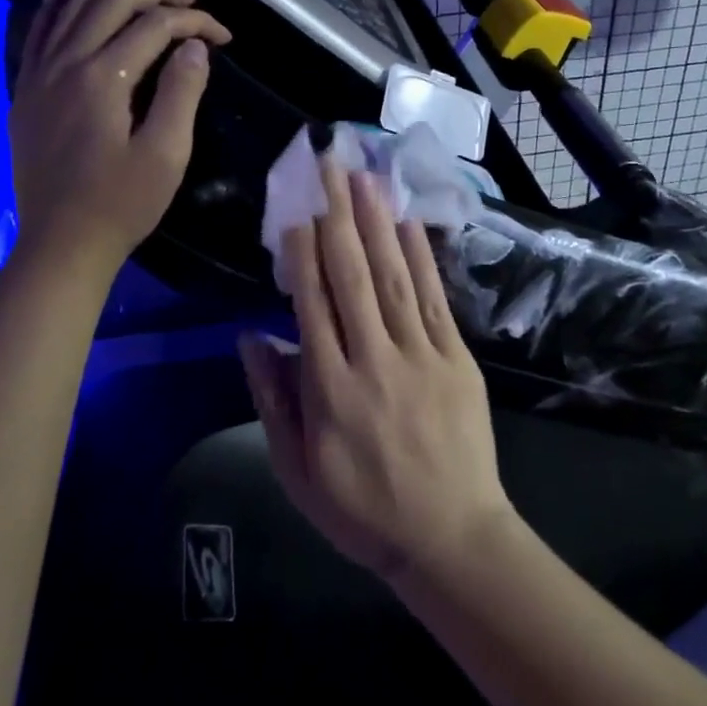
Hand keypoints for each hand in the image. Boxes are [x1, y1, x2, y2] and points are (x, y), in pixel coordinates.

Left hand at [8, 0, 229, 273]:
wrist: (61, 245)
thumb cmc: (121, 204)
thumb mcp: (166, 154)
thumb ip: (181, 92)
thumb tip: (194, 46)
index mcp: (103, 78)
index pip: (155, 26)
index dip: (195, 22)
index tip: (224, 37)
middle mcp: (66, 64)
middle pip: (111, 2)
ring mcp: (39, 76)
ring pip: (71, 8)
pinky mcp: (26, 93)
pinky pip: (38, 35)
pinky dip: (55, 7)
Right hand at [240, 159, 509, 581]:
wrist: (450, 538)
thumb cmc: (362, 510)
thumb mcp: (297, 470)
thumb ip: (273, 400)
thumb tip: (251, 336)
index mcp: (329, 389)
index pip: (311, 304)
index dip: (302, 252)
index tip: (296, 208)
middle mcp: (373, 360)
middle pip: (352, 276)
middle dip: (337, 215)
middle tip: (328, 167)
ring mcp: (420, 355)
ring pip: (393, 276)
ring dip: (376, 222)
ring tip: (363, 177)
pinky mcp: (455, 358)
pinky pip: (434, 299)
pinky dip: (421, 257)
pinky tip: (408, 221)